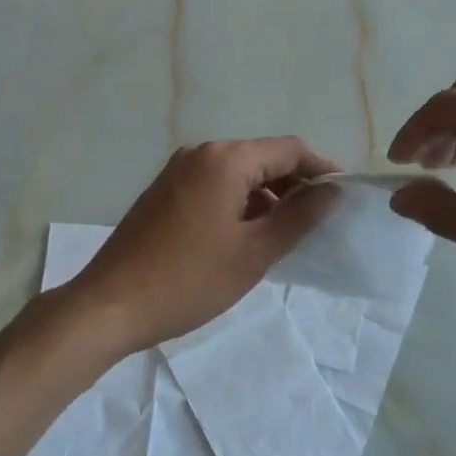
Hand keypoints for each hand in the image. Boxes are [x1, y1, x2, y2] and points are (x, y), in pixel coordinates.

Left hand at [59, 138, 340, 355]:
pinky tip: (247, 235)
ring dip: (267, 196)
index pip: (289, 149)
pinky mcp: (163, 192)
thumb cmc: (189, 279)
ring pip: (237, 174)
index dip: (322, 169)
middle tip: (320, 220)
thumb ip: (299, 217)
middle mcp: (199, 153)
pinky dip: (239, 203)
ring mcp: (177, 171)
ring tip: (287, 233)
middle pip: (262, 158)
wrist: (110, 305)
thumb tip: (333, 192)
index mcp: (224, 159)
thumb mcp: (254, 252)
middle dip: (295, 184)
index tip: (345, 196)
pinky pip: (214, 186)